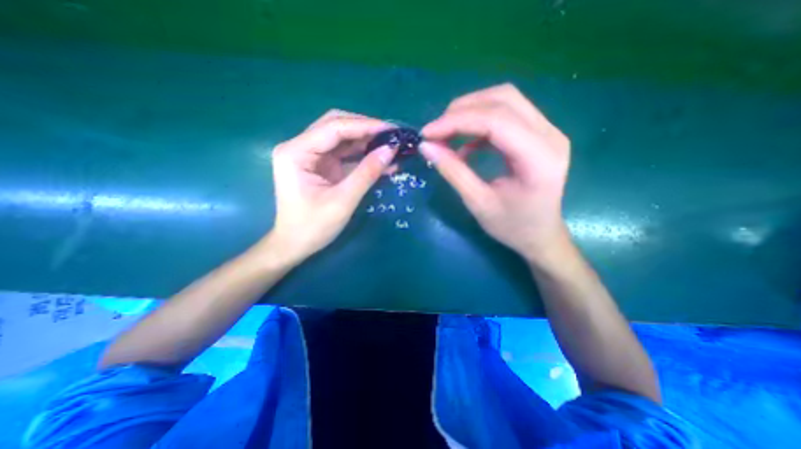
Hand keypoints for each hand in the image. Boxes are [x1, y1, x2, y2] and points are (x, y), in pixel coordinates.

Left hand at [266, 109, 396, 264]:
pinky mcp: (320, 166)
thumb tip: (391, 150)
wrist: (295, 246)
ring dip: (366, 141)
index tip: (391, 129)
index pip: (334, 128)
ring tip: (390, 146)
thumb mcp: (343, 201)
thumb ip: (367, 173)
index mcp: (296, 152)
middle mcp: (300, 147)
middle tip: (391, 136)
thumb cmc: (313, 227)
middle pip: (336, 126)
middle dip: (365, 129)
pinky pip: (344, 154)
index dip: (365, 125)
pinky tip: (381, 160)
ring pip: (342, 138)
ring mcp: (310, 156)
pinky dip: (362, 155)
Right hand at [422, 84, 572, 263]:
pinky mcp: (539, 134)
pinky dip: (480, 123)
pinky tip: (466, 143)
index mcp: (540, 159)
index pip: (496, 121)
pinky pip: (507, 114)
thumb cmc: (511, 227)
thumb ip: (453, 172)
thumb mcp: (478, 203)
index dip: (457, 121)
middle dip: (462, 110)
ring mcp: (548, 131)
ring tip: (446, 133)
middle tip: (436, 131)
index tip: (427, 133)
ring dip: (470, 111)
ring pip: (505, 100)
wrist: (540, 235)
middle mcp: (550, 136)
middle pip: (504, 99)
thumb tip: (426, 146)